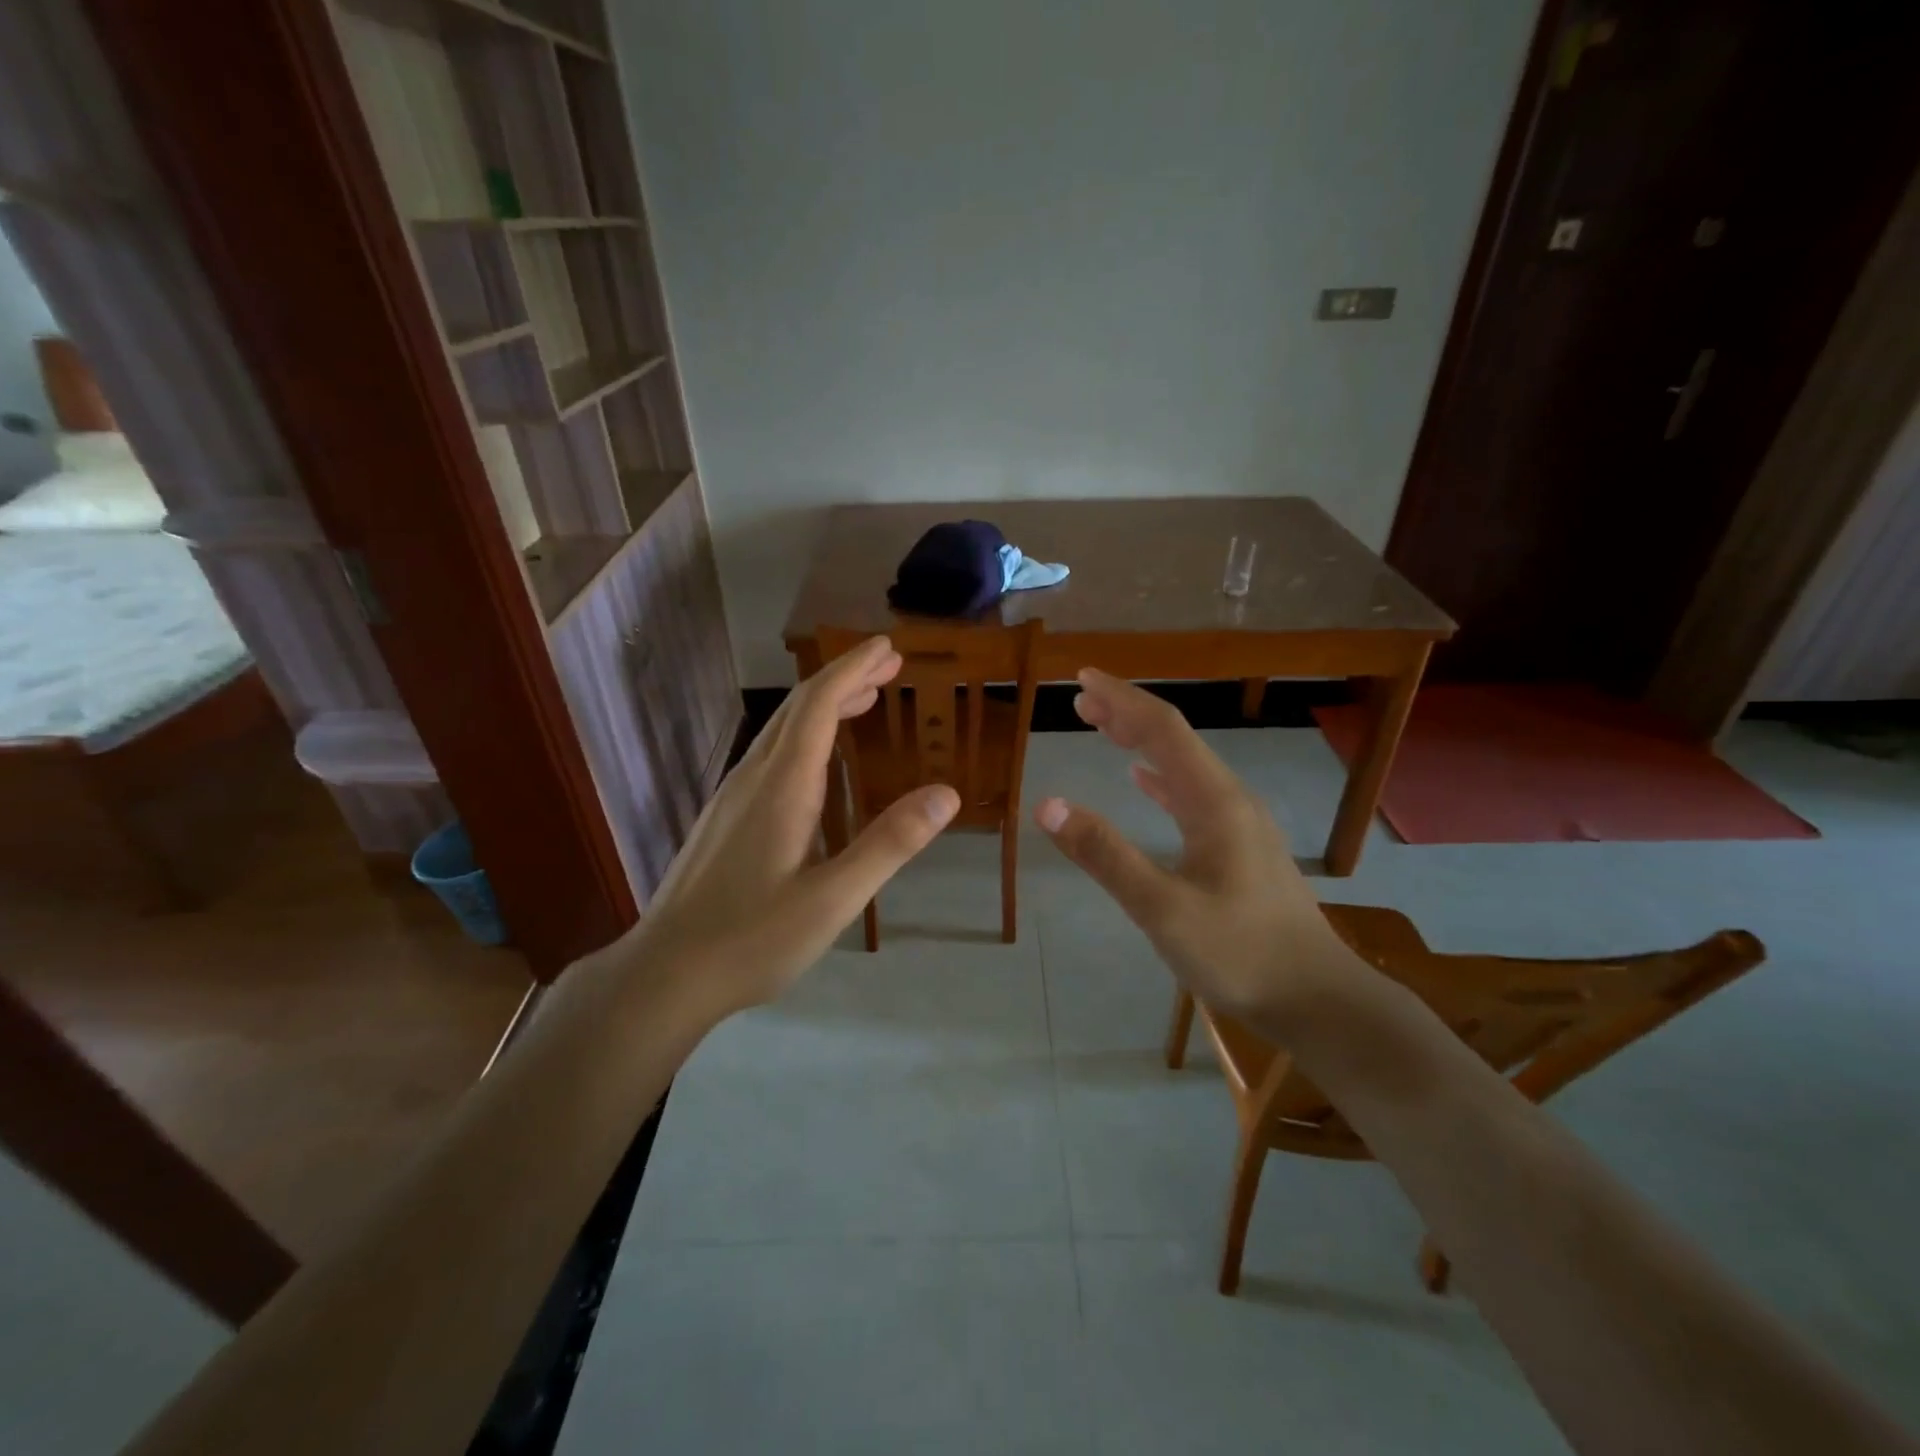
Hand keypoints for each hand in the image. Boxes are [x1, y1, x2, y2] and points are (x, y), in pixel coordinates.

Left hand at [621, 636, 958, 1012]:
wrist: (665, 974)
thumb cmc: (752, 938)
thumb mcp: (833, 899)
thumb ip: (889, 844)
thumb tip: (946, 794)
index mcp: (782, 785)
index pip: (820, 705)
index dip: (854, 669)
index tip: (888, 647)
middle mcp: (754, 777)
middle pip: (800, 708)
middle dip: (845, 678)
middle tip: (889, 665)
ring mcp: (733, 796)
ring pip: (783, 731)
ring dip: (825, 706)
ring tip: (864, 699)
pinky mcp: (725, 818)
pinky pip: (771, 755)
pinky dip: (806, 736)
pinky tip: (818, 760)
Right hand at [1034, 669, 1359, 1026]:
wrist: (1319, 1001)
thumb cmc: (1240, 954)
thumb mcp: (1163, 909)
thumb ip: (1106, 855)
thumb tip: (1048, 804)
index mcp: (1214, 801)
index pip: (1163, 730)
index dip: (1122, 699)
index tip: (1083, 679)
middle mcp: (1230, 800)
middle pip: (1175, 740)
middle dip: (1127, 714)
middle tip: (1081, 700)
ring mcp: (1240, 824)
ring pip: (1183, 766)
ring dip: (1142, 742)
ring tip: (1104, 728)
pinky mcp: (1241, 849)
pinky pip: (1193, 794)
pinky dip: (1161, 778)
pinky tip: (1144, 783)